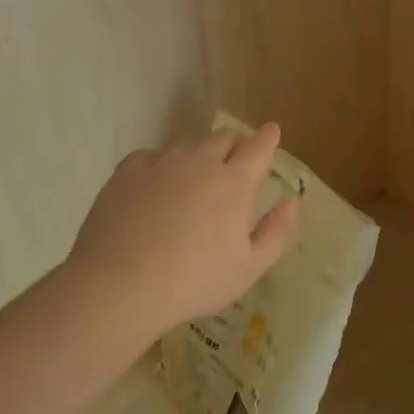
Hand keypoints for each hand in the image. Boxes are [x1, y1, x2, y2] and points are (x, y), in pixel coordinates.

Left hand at [67, 123, 300, 339]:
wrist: (121, 283)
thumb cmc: (194, 280)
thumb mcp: (249, 268)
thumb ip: (276, 233)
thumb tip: (292, 203)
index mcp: (234, 183)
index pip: (258, 149)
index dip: (267, 138)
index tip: (272, 130)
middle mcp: (200, 162)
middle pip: (223, 138)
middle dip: (236, 141)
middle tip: (238, 151)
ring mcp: (161, 163)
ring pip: (186, 145)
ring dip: (199, 152)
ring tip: (196, 170)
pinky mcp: (127, 172)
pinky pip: (150, 156)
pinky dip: (161, 163)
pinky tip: (156, 180)